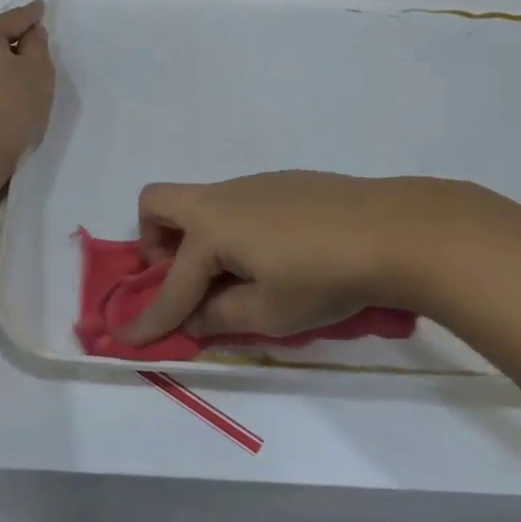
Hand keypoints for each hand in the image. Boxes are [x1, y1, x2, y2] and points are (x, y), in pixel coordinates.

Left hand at [0, 2, 54, 180]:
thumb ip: (37, 44)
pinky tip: (10, 86)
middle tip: (39, 42)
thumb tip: (31, 32)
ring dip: (6, 59)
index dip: (33, 13)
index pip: (15, 17)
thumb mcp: (38, 70)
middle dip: (18, 37)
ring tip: (27, 68)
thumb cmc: (12, 105)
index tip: (42, 6)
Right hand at [113, 173, 462, 346]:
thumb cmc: (324, 277)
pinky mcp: (283, 183)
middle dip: (154, 242)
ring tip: (236, 276)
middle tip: (182, 278)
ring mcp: (253, 185)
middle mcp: (223, 198)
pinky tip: (274, 256)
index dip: (149, 317)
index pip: (171, 284)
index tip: (126, 339)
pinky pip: (236, 203)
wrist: (394, 230)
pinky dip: (232, 230)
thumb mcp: (270, 312)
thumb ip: (222, 316)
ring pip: (202, 203)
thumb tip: (194, 317)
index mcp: (211, 229)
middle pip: (159, 203)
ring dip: (197, 239)